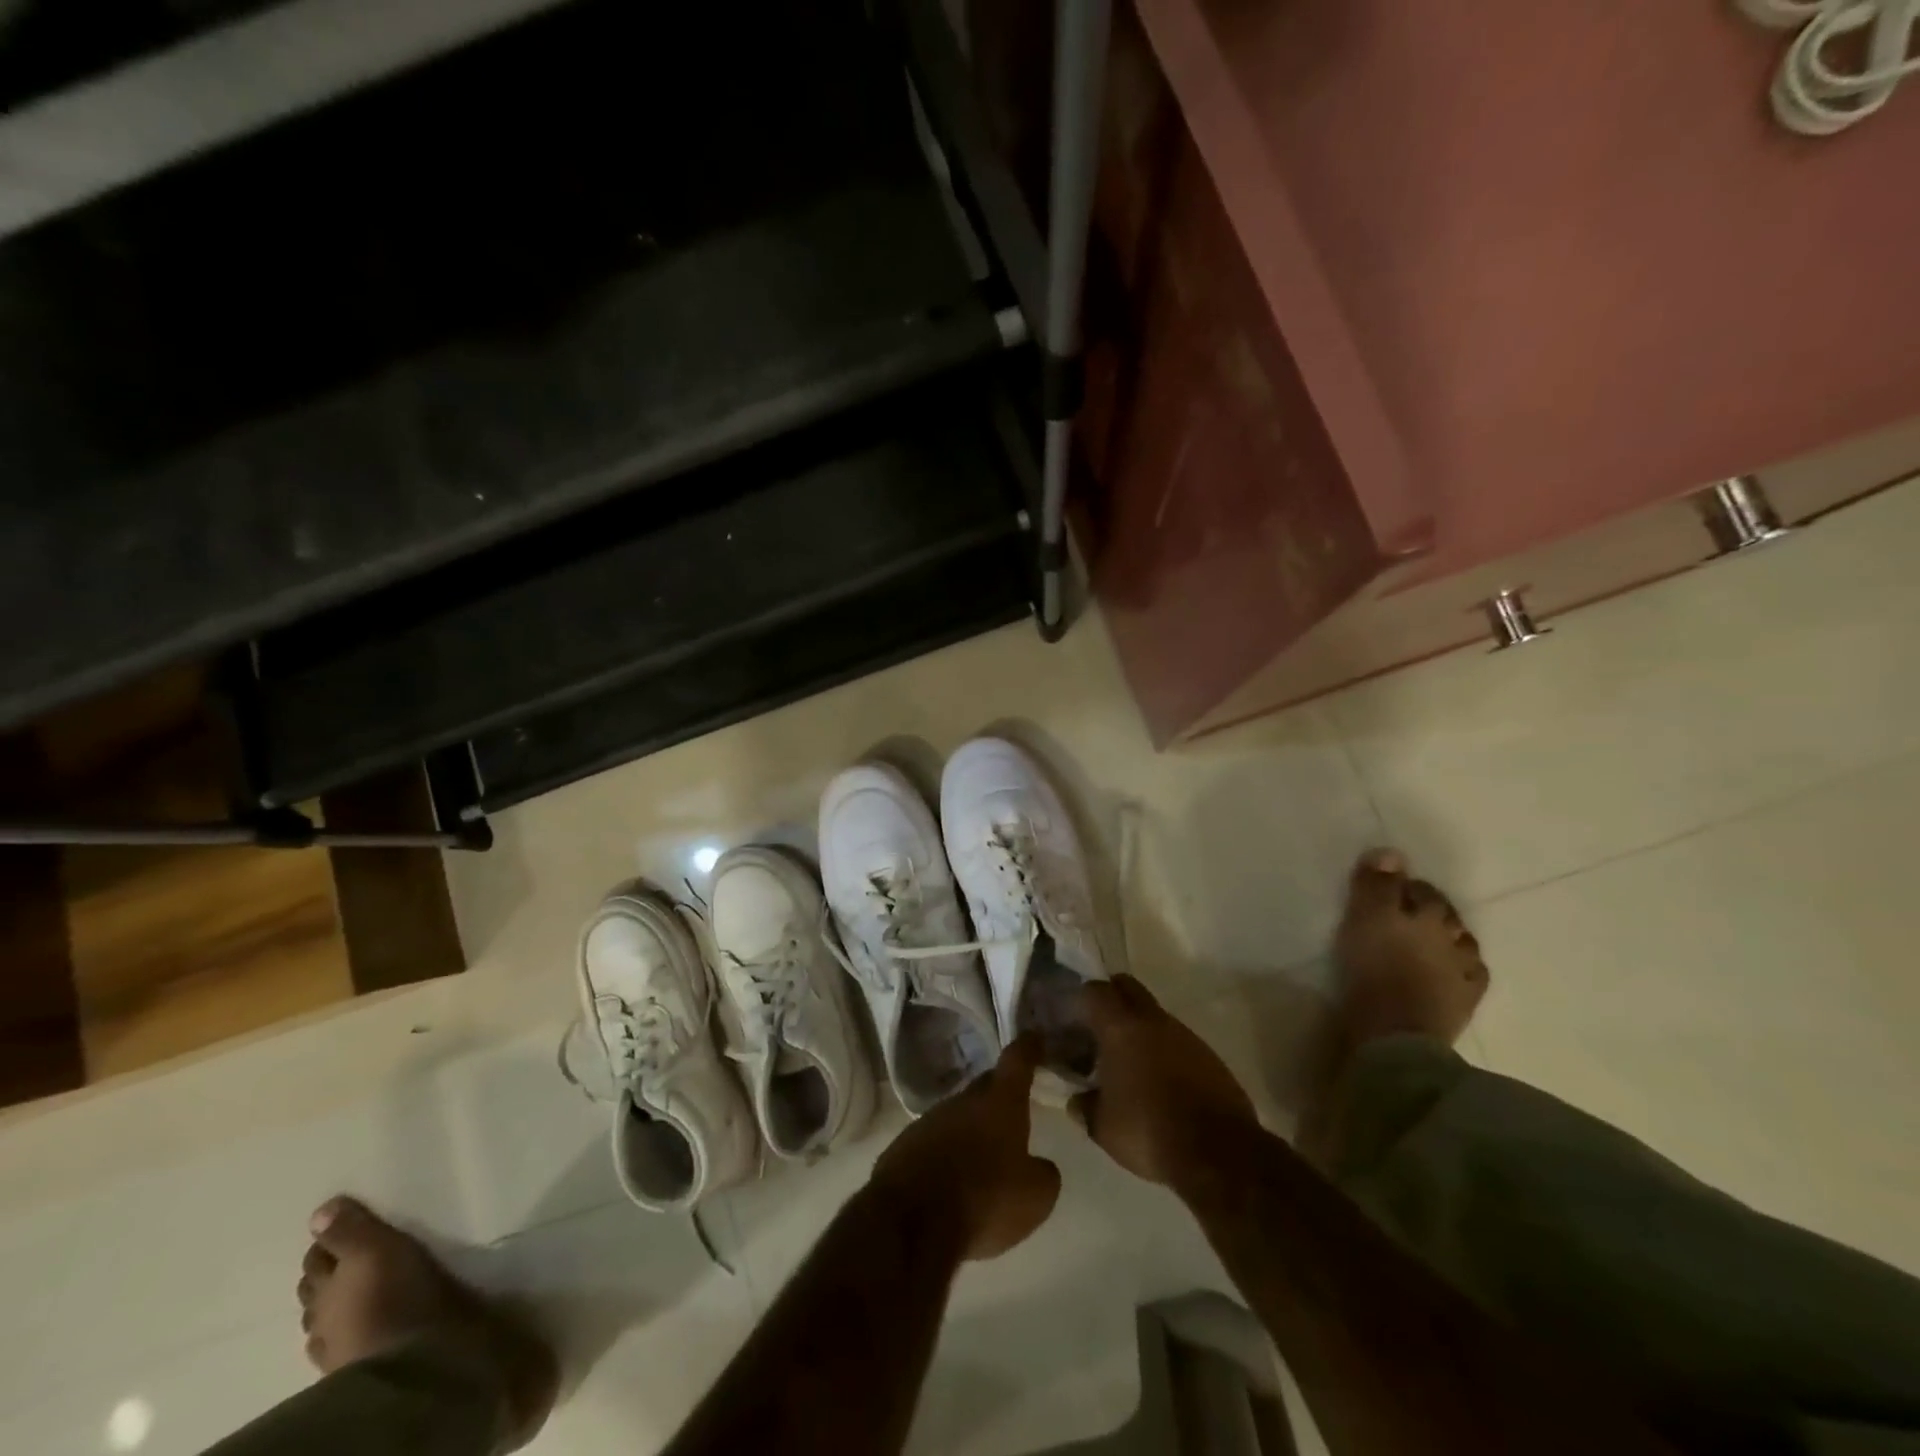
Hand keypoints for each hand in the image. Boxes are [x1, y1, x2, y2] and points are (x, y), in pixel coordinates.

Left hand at [868, 1034, 1061, 1260]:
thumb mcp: (1035, 1197)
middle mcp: (964, 1101)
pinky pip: (935, 1140)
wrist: (909, 1222)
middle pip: (987, 1085)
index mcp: (1000, 1102)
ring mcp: (930, 1120)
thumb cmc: (984, 1199)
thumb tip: (1039, 1166)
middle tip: (1015, 1104)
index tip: (1035, 1037)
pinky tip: (952, 1178)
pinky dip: (948, 1151)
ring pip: (959, 1114)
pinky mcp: (905, 1145)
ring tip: (984, 1152)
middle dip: (1001, 1091)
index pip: (1017, 1060)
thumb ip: (1044, 1174)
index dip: (1028, 1047)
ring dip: (972, 1126)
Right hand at [1071, 975, 1257, 1185]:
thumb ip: (1085, 1106)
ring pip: (1154, 1014)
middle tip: (1097, 1025)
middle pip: (1128, 987)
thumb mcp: (1102, 1127)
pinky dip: (1164, 1050)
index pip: (1096, 990)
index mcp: (1121, 1028)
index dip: (1082, 999)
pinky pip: (1177, 1040)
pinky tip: (1160, 1082)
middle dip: (1111, 997)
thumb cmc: (1149, 1131)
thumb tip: (1077, 1099)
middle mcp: (1153, 1021)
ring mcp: (1185, 1035)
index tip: (1073, 1018)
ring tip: (1128, 1061)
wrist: (1219, 1152)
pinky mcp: (1208, 1055)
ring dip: (1139, 1027)